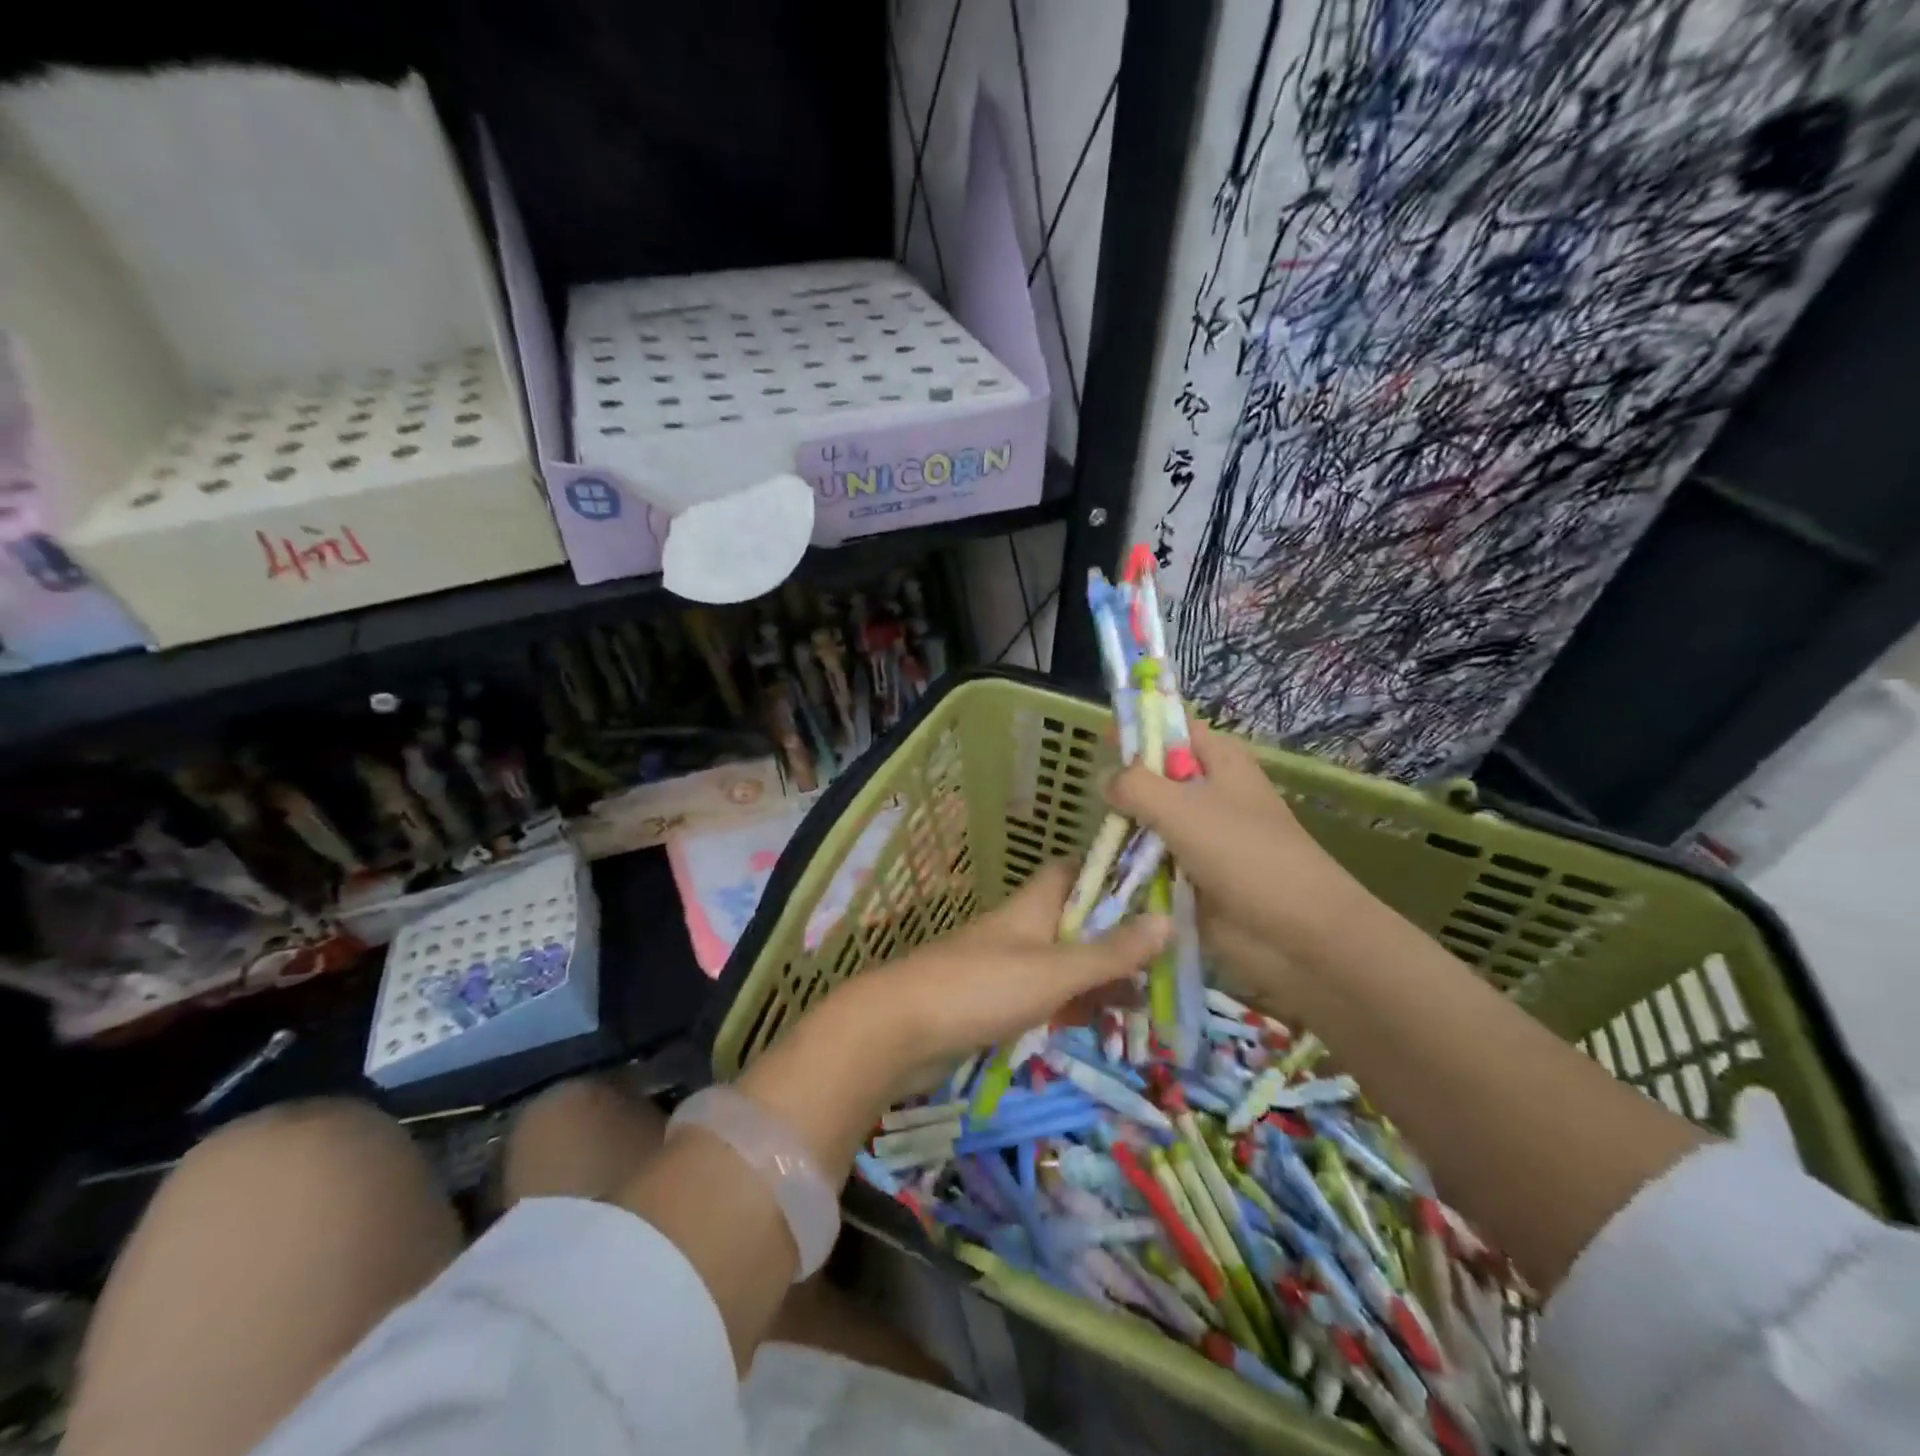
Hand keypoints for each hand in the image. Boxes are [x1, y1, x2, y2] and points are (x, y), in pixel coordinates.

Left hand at [847, 859, 1170, 1073]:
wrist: (897, 1030)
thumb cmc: (980, 988)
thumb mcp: (1054, 970)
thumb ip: (1109, 951)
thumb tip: (1168, 919)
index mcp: (1032, 906)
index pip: (1073, 871)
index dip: (1109, 873)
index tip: (1154, 887)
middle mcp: (1018, 929)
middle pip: (1073, 921)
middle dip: (1114, 937)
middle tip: (1165, 958)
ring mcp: (1001, 967)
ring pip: (1060, 963)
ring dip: (1096, 978)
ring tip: (1146, 1000)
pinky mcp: (989, 1003)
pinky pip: (1040, 998)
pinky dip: (1069, 1007)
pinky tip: (1096, 1027)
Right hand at [1105, 719, 1374, 1008]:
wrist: (1297, 934)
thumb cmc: (1244, 855)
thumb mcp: (1181, 808)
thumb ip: (1135, 785)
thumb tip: (1104, 777)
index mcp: (1219, 761)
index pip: (1173, 727)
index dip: (1138, 728)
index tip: (1097, 739)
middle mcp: (1210, 793)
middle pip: (1156, 777)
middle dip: (1123, 786)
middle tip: (1092, 800)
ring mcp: (1202, 837)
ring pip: (1150, 821)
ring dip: (1125, 830)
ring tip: (1096, 839)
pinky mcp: (1194, 875)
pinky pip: (1153, 861)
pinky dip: (1133, 865)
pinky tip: (1106, 870)